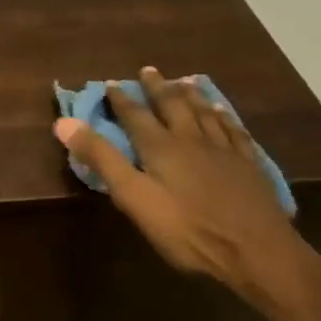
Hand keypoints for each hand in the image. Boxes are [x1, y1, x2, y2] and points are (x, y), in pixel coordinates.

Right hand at [53, 67, 320, 320]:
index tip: (111, 83)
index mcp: (161, 146)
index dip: (121, 99)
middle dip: (157, 88)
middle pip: (172, 105)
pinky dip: (223, 116)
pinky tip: (223, 112)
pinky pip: (233, 130)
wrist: (255, 249)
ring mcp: (224, 149)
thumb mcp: (134, 197)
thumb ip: (102, 159)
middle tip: (148, 70)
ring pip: (204, 112)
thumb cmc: (187, 229)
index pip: (135, 115)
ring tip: (184, 81)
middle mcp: (192, 138)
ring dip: (191, 95)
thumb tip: (64, 123)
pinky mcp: (248, 164)